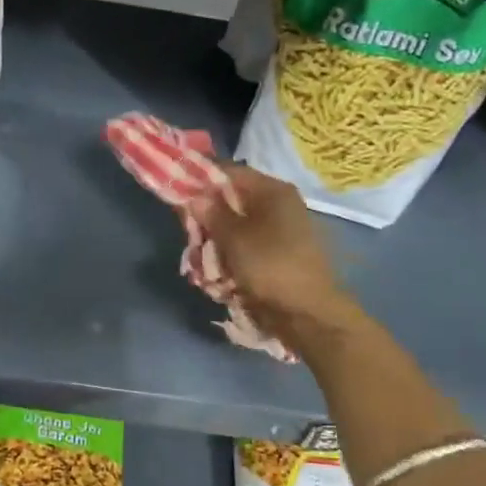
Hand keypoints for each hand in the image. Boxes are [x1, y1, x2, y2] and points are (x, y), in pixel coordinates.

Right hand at [192, 163, 365, 346]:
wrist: (307, 313)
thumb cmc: (270, 266)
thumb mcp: (234, 237)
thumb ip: (212, 213)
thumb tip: (196, 196)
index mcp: (273, 191)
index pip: (230, 172)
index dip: (202, 178)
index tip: (178, 190)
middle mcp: (278, 205)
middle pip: (231, 200)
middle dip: (207, 216)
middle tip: (188, 232)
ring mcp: (280, 230)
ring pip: (236, 226)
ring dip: (216, 240)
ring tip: (200, 257)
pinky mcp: (277, 254)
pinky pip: (245, 246)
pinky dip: (229, 255)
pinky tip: (217, 271)